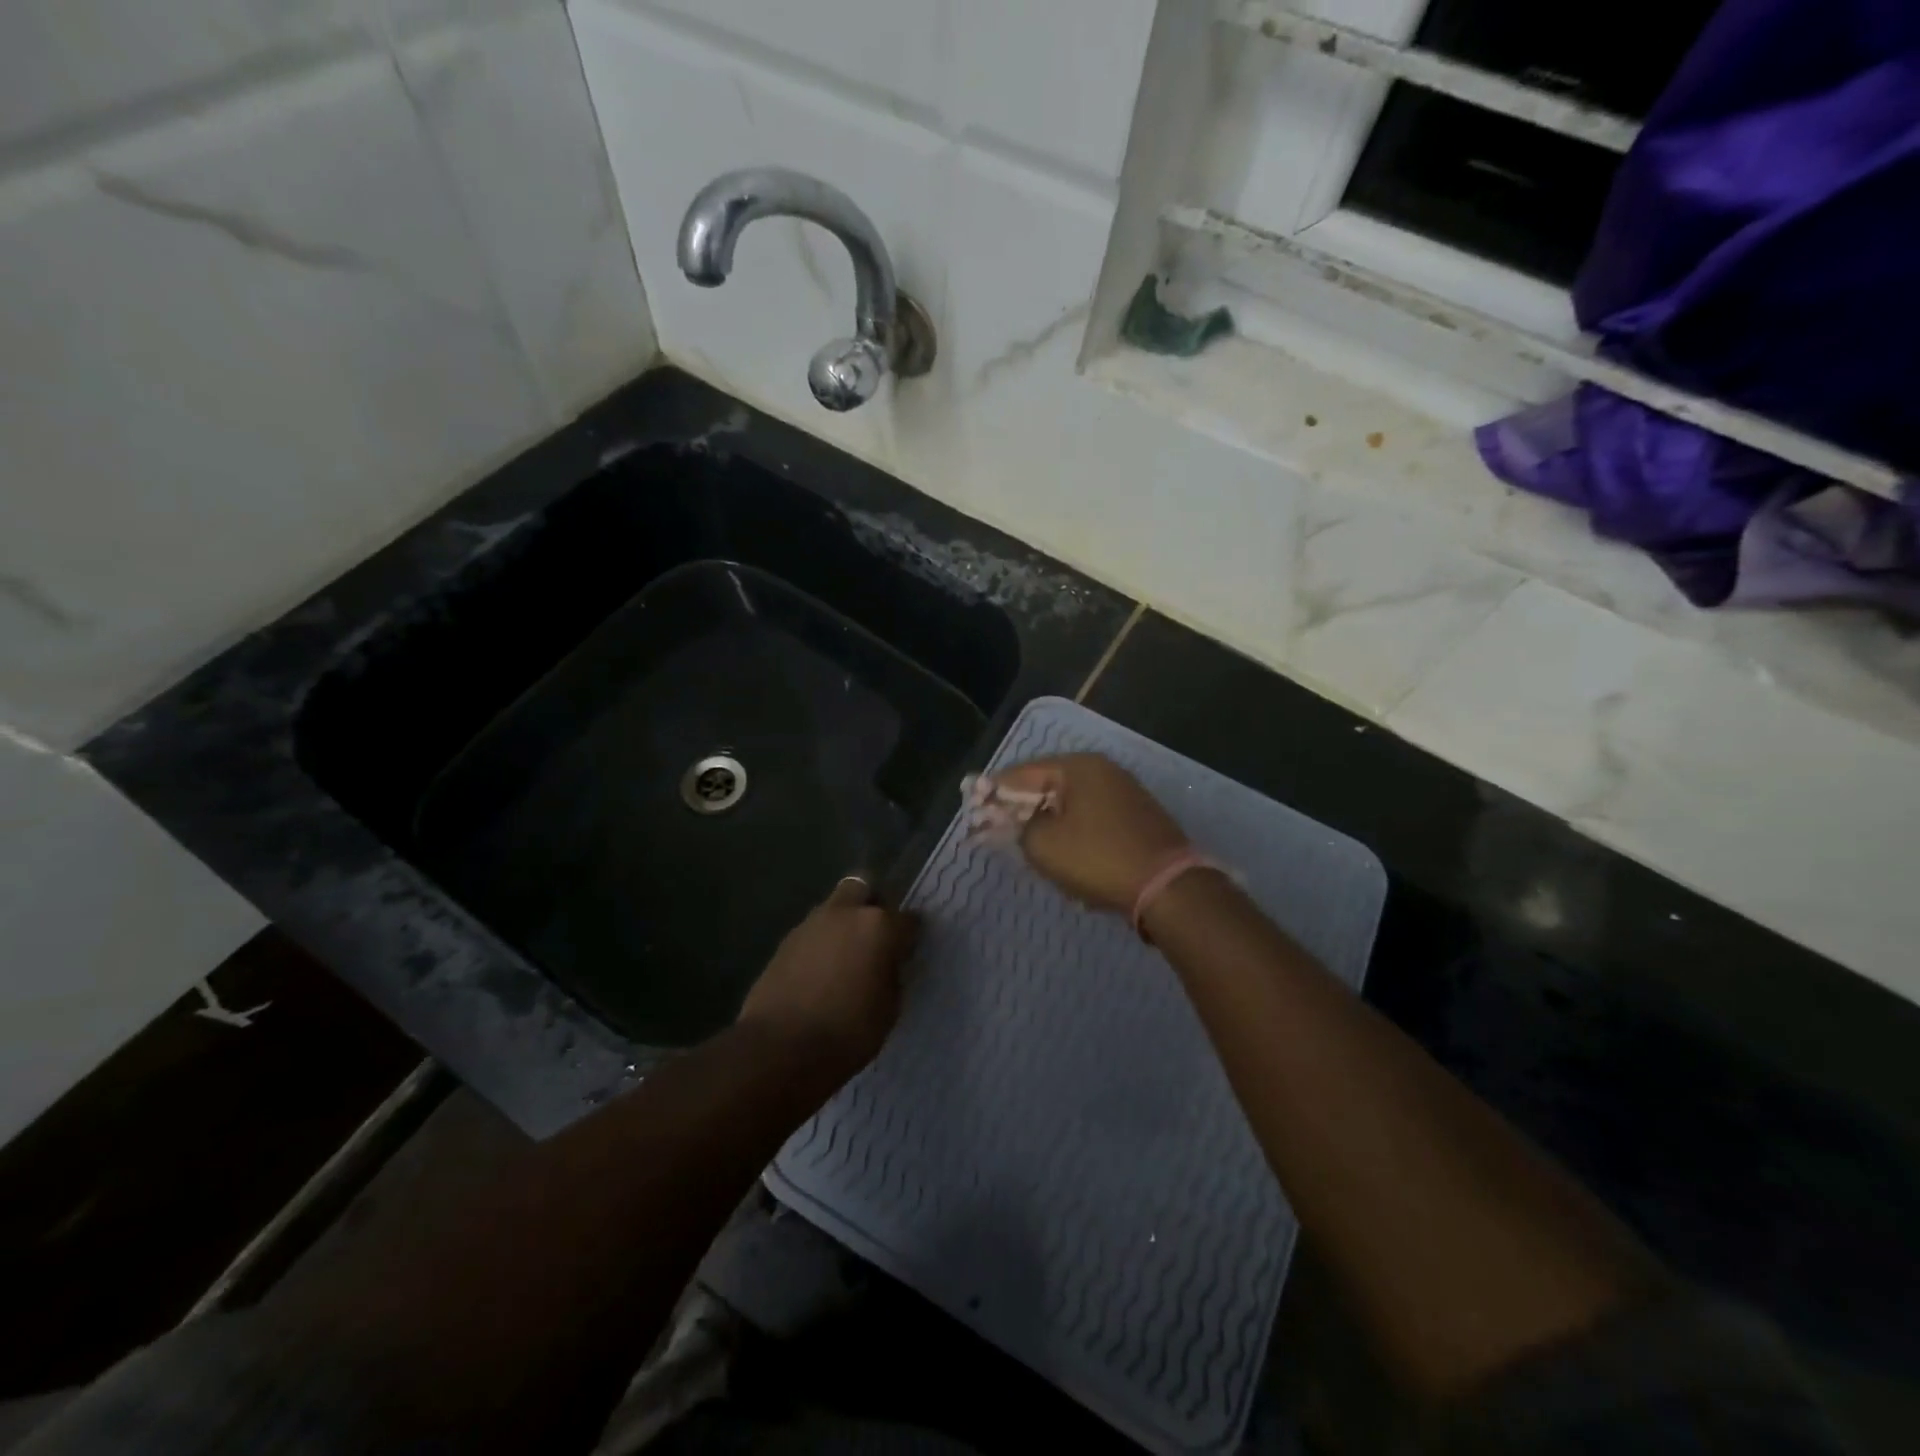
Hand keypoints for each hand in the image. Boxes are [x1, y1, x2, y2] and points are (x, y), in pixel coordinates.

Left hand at [737, 878, 919, 1078]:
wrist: (779, 1048)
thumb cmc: (847, 1032)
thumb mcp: (888, 1009)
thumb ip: (892, 976)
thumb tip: (887, 964)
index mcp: (879, 926)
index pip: (908, 919)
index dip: (911, 935)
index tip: (909, 951)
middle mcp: (845, 914)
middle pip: (864, 890)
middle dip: (872, 906)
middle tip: (875, 938)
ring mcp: (811, 924)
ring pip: (835, 909)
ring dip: (843, 925)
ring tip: (845, 959)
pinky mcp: (784, 942)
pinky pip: (813, 933)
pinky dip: (820, 945)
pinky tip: (820, 973)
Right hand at [991, 754, 1187, 913]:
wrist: (1168, 888)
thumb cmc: (1098, 858)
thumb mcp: (1044, 844)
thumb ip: (1016, 826)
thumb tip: (1006, 819)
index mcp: (1078, 767)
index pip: (1021, 773)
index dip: (992, 791)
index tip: (971, 807)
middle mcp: (1102, 770)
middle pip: (1046, 784)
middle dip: (1019, 806)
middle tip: (993, 827)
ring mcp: (1123, 792)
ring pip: (1069, 802)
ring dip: (1044, 819)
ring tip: (1022, 841)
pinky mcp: (1136, 817)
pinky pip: (1090, 816)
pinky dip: (1070, 828)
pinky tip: (1060, 849)